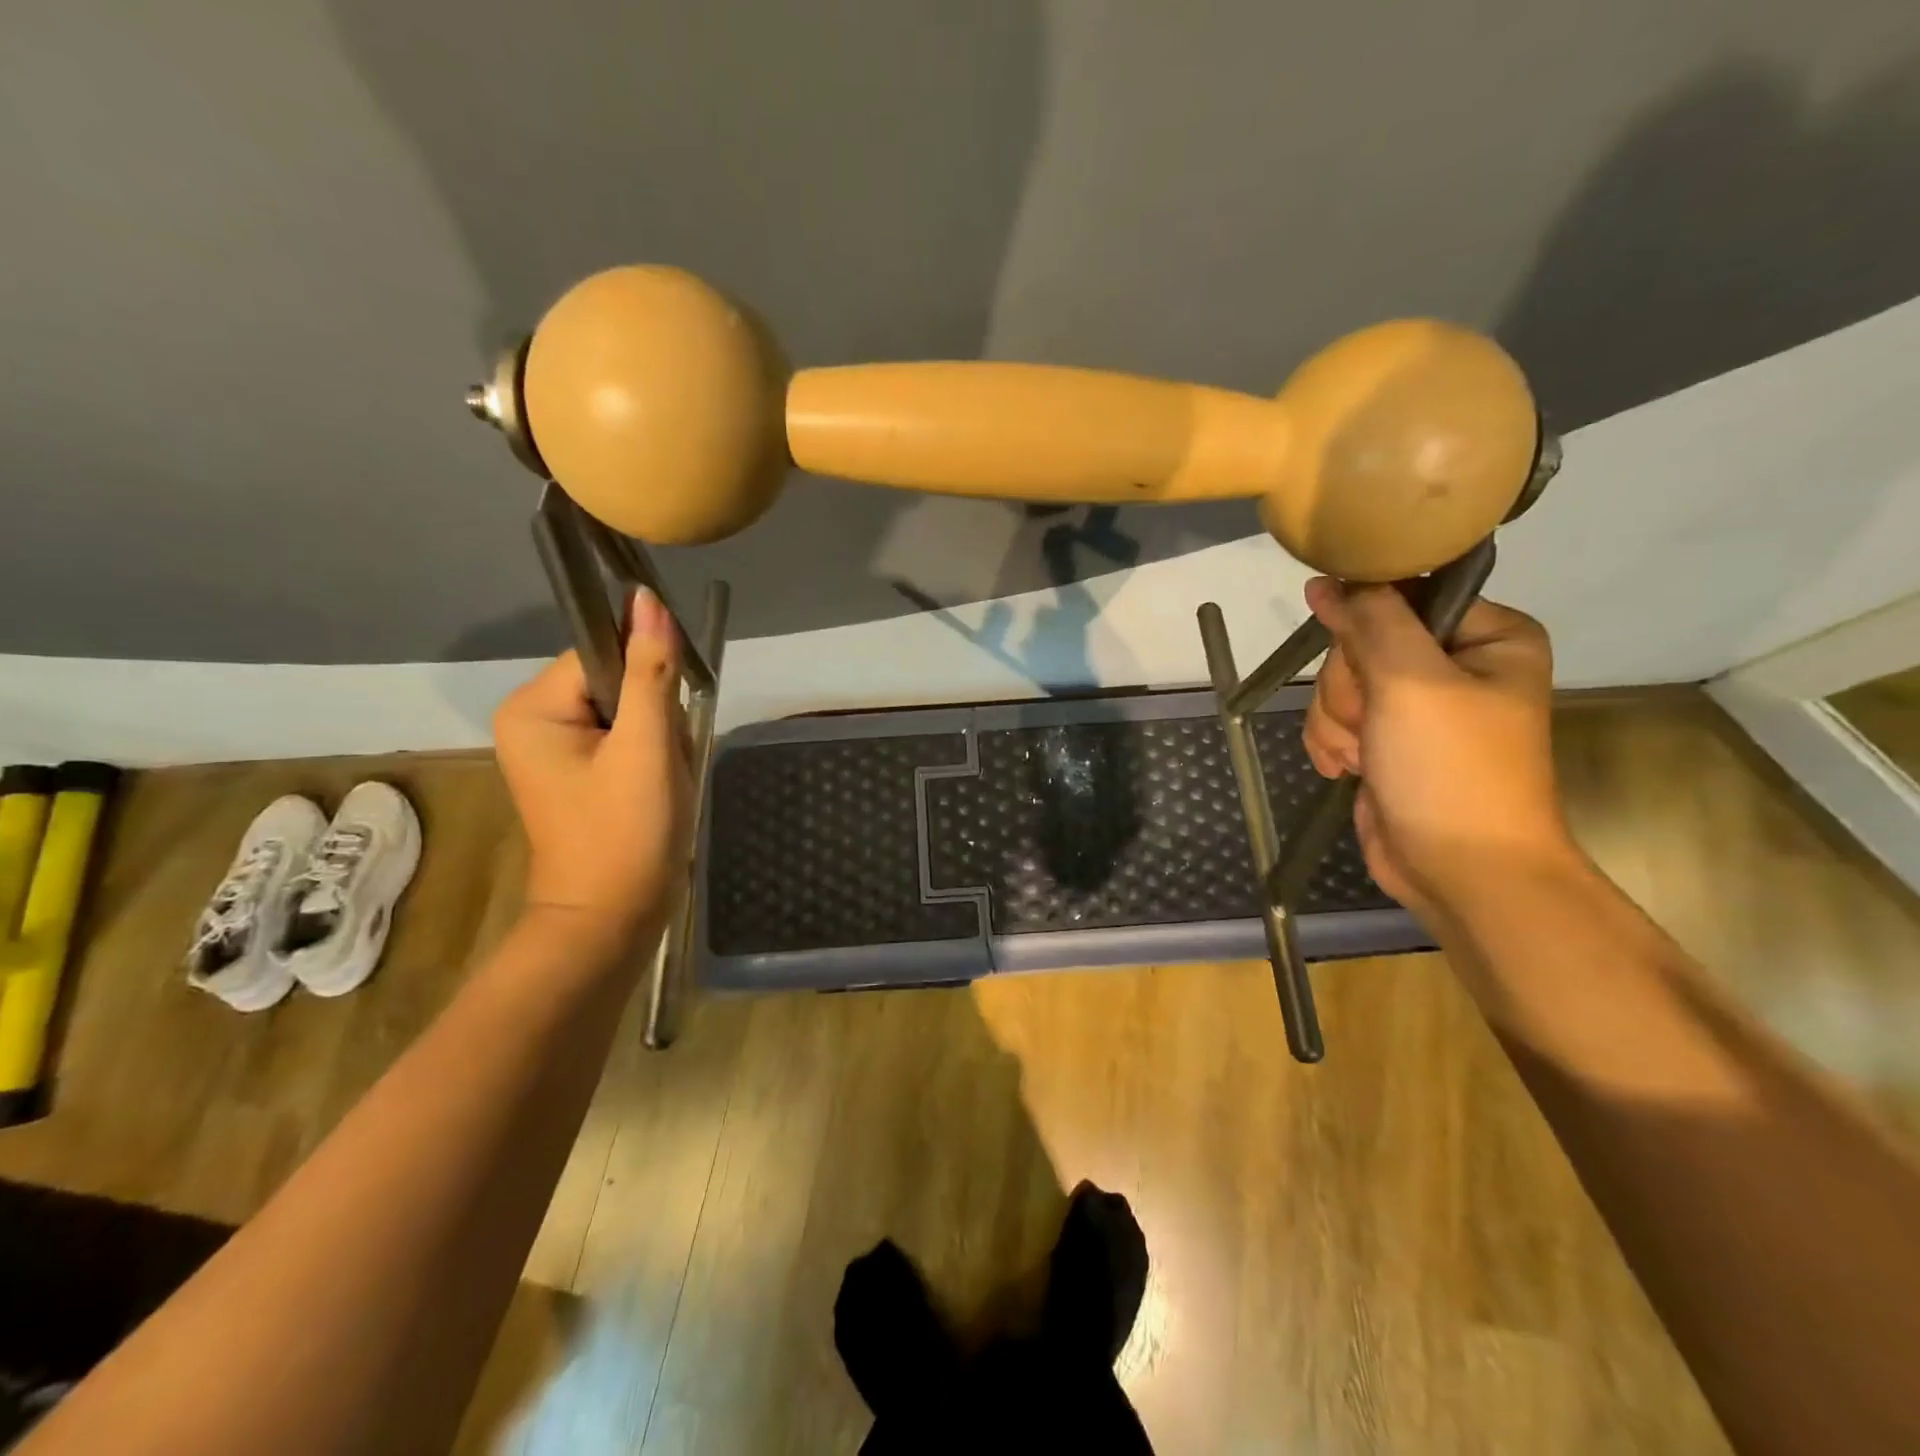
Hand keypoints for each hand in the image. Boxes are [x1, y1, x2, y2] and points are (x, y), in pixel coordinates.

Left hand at [493, 589, 691, 943]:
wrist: (614, 918)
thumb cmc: (626, 832)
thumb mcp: (647, 747)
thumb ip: (651, 671)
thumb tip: (649, 600)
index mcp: (532, 708)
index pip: (602, 653)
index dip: (647, 678)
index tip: (666, 722)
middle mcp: (533, 720)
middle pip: (617, 681)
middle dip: (656, 717)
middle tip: (662, 764)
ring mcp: (554, 749)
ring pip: (630, 711)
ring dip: (660, 740)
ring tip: (660, 782)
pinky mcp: (578, 772)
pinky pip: (626, 738)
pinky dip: (653, 757)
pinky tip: (657, 789)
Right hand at [1301, 579, 1574, 921]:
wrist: (1459, 870)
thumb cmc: (1451, 769)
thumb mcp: (1412, 681)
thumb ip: (1370, 621)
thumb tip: (1327, 580)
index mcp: (1486, 636)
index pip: (1401, 598)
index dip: (1367, 628)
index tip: (1367, 666)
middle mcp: (1452, 665)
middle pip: (1360, 644)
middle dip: (1351, 690)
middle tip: (1374, 724)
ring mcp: (1414, 706)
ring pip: (1338, 684)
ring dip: (1337, 723)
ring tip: (1366, 756)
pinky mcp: (1384, 740)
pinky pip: (1332, 719)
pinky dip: (1332, 744)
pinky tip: (1351, 768)